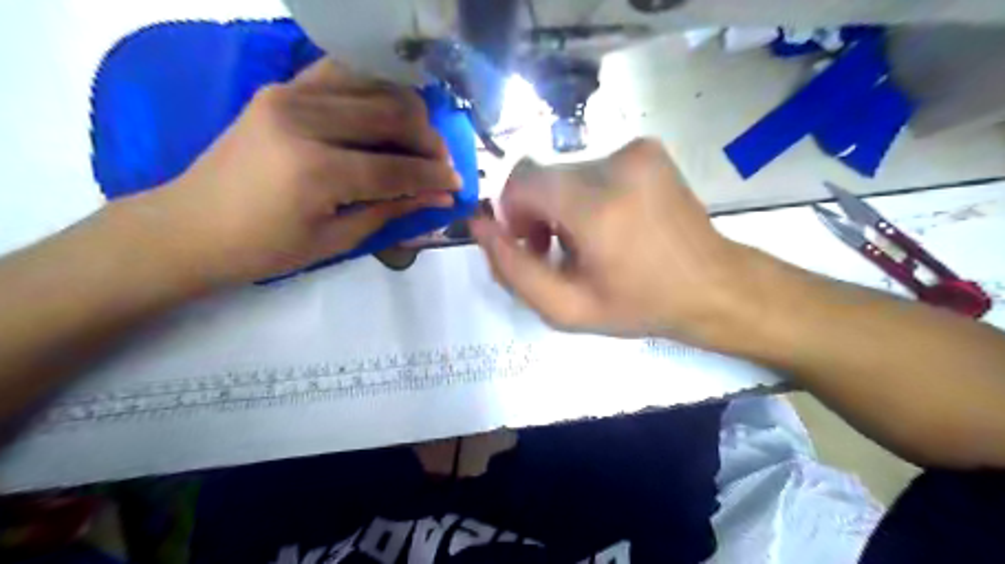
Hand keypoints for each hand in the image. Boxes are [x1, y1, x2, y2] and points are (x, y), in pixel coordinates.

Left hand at [127, 57, 459, 286]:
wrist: (191, 226)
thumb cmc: (265, 248)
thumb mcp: (336, 240)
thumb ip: (392, 211)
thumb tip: (440, 198)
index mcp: (316, 171)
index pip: (396, 168)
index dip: (433, 176)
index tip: (458, 184)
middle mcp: (304, 120)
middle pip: (390, 115)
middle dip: (428, 139)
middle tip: (442, 162)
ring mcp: (288, 95)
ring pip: (372, 85)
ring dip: (406, 109)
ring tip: (419, 137)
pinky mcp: (280, 87)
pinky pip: (341, 73)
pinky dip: (373, 87)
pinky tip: (387, 110)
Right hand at [476, 137, 757, 348]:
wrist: (713, 285)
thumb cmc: (640, 305)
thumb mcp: (566, 308)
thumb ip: (512, 270)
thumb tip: (478, 226)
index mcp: (596, 206)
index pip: (520, 180)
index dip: (511, 212)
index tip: (529, 244)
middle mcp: (615, 163)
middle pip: (542, 177)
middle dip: (537, 212)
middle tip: (557, 251)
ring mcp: (637, 150)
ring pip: (566, 172)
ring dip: (562, 205)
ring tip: (587, 242)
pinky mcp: (648, 149)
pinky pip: (593, 167)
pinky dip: (587, 194)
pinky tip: (609, 224)